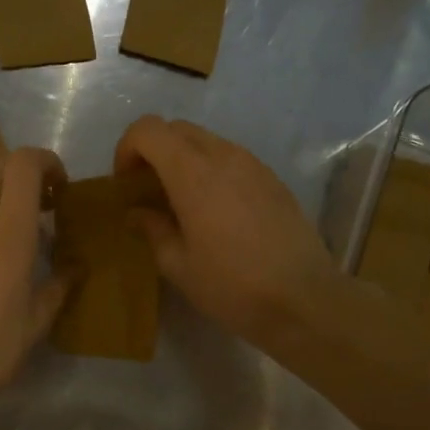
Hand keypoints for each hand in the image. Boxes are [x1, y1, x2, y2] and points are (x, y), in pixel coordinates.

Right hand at [113, 116, 337, 349]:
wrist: (303, 300)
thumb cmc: (231, 286)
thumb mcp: (178, 265)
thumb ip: (152, 229)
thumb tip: (137, 213)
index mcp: (192, 173)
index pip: (148, 129)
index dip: (127, 149)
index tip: (126, 184)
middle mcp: (224, 156)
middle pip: (177, 129)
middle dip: (153, 152)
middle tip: (148, 192)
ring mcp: (253, 164)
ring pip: (206, 141)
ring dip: (184, 161)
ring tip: (181, 204)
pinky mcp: (273, 179)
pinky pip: (232, 159)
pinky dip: (211, 172)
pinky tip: (215, 213)